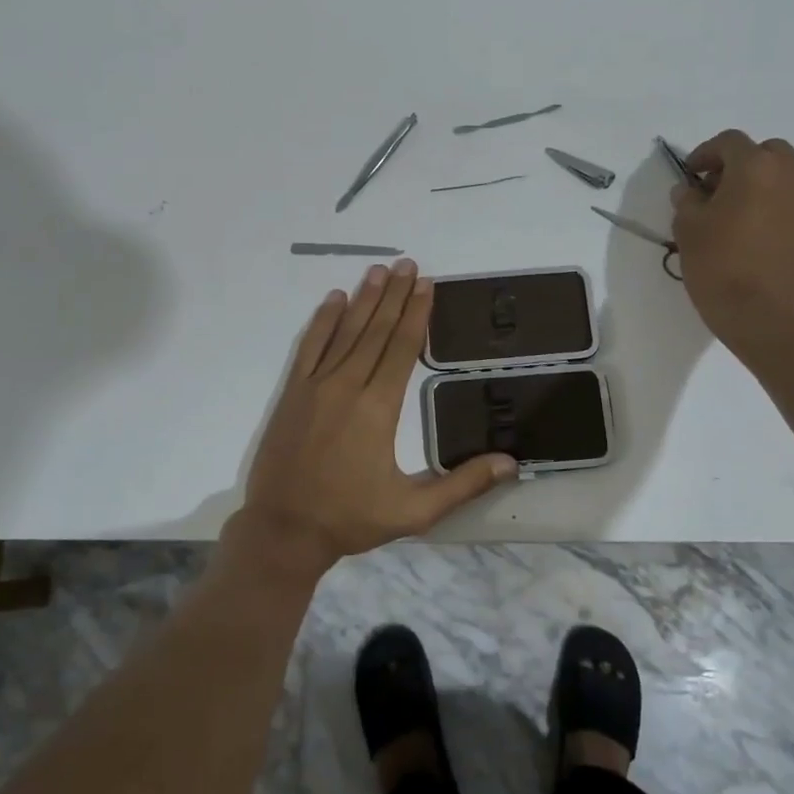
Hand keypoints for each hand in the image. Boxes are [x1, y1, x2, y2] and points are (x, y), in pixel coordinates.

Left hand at [235, 260, 516, 574]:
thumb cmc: (350, 519)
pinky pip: (310, 346)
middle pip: (376, 330)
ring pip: (345, 332)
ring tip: (378, 270)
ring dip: (363, 299)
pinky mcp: (293, 393)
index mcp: (378, 408)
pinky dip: (322, 321)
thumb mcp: (414, 511)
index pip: (402, 348)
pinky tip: (333, 299)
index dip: (416, 314)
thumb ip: (462, 484)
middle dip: (394, 295)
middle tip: (407, 264)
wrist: (283, 530)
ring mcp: (316, 386)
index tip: (426, 284)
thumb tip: (510, 463)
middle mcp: (347, 386)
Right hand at [670, 128, 793, 352]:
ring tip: (745, 218)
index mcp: (756, 168)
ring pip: (792, 180)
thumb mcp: (687, 229)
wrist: (767, 319)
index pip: (730, 141)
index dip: (706, 153)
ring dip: (768, 188)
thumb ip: (687, 200)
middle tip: (721, 191)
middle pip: (769, 153)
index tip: (692, 176)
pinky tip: (766, 243)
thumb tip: (691, 190)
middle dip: (744, 165)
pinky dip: (785, 215)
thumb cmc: (719, 267)